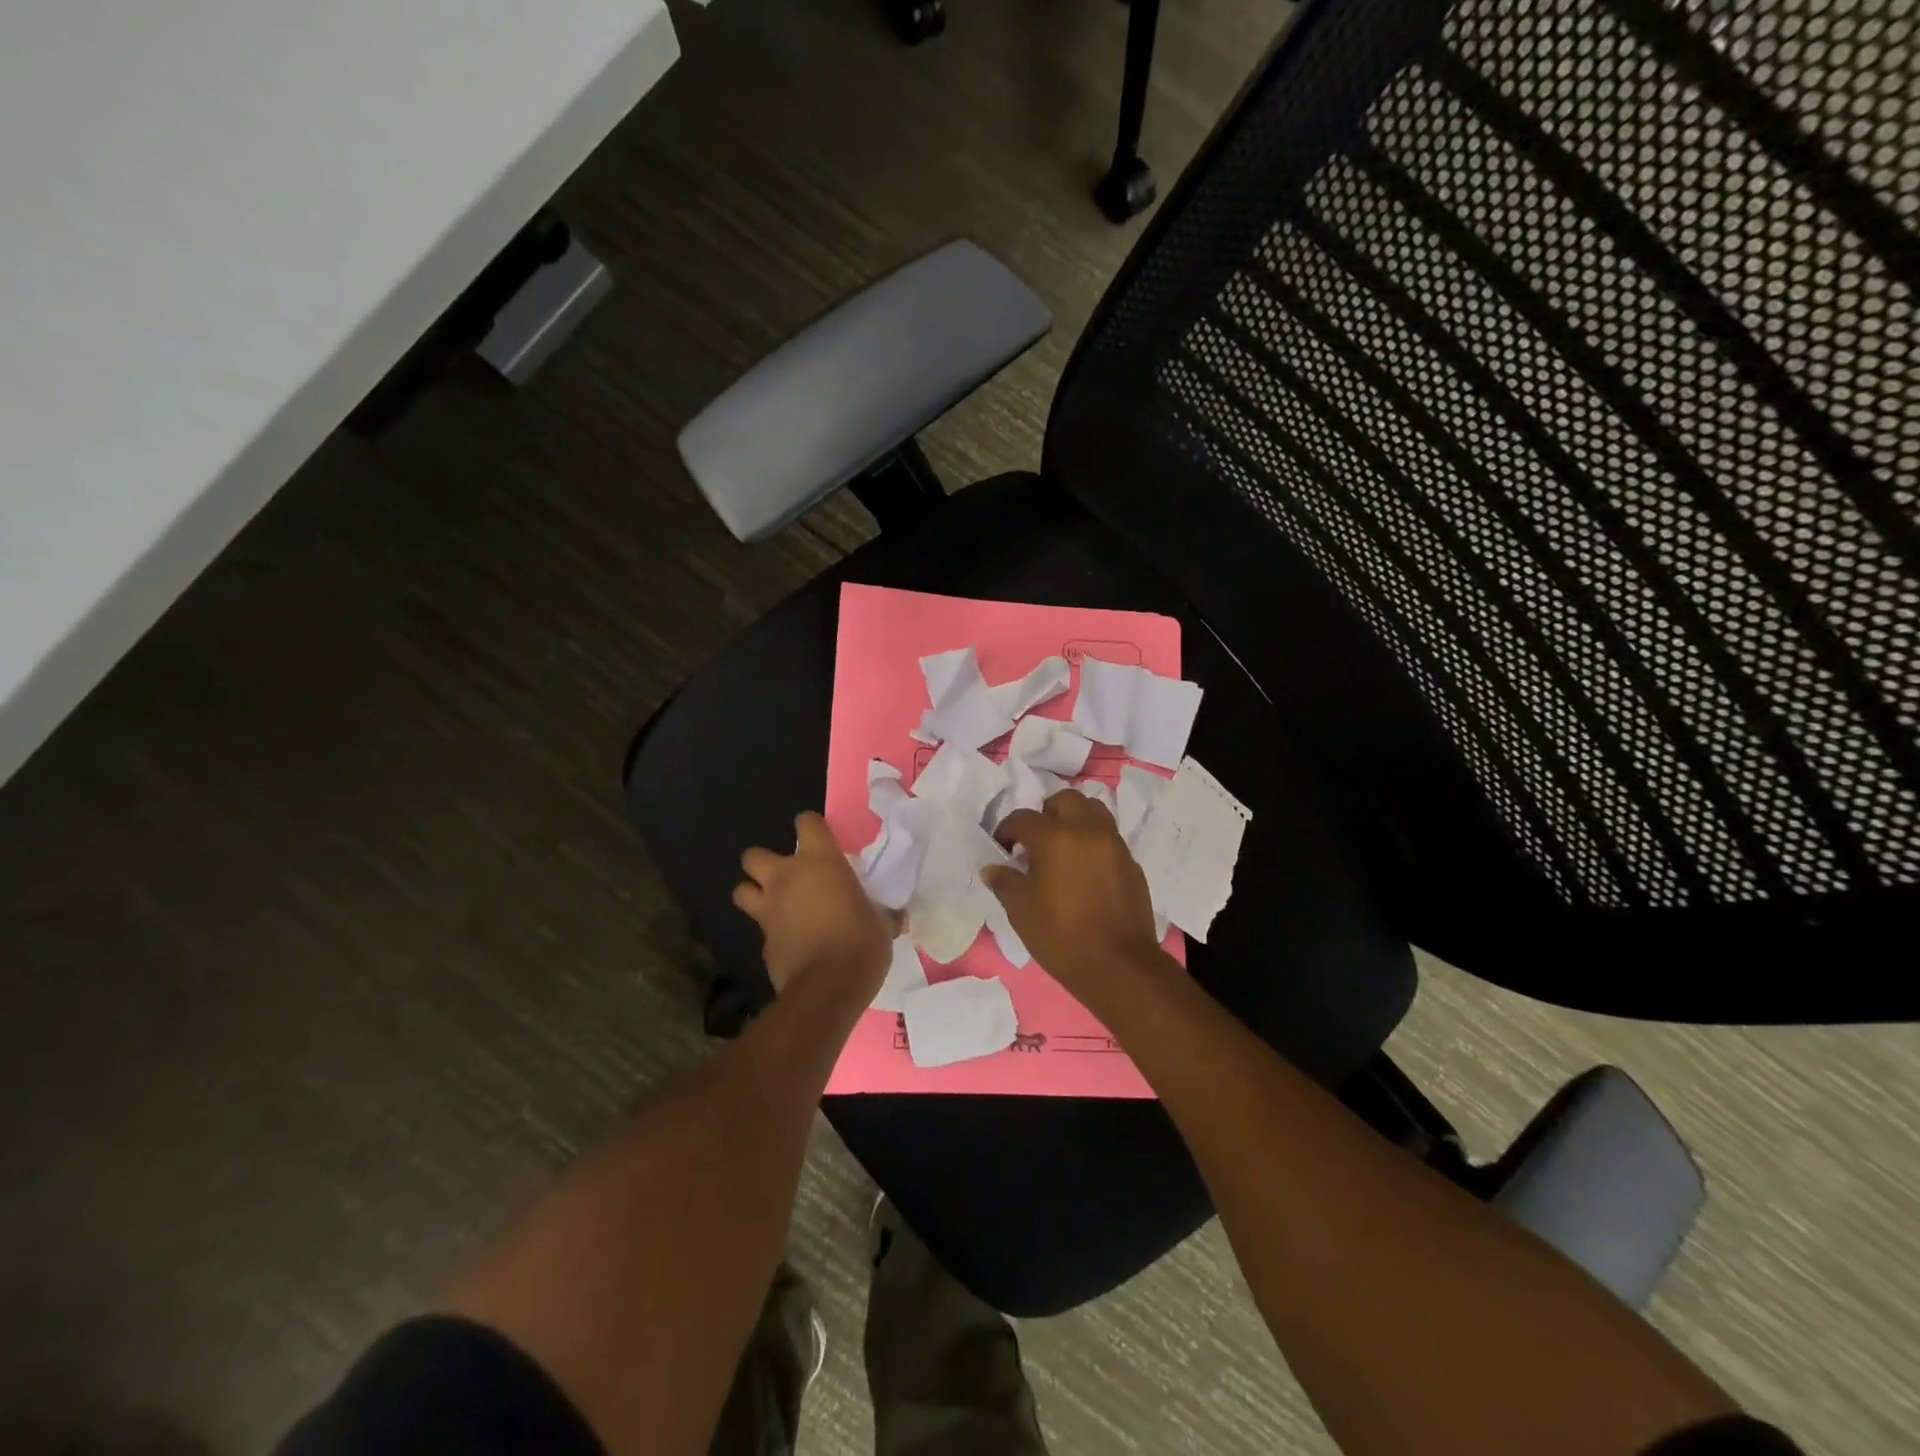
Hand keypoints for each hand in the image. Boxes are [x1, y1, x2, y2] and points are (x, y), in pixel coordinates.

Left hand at [734, 812, 895, 995]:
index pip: (806, 823)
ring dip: (754, 893)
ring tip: (774, 905)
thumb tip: (895, 916)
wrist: (828, 988)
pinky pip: (759, 928)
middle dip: (764, 863)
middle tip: (787, 878)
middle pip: (753, 855)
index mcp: (820, 862)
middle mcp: (786, 878)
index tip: (821, 841)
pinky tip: (788, 942)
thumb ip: (881, 912)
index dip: (810, 827)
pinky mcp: (761, 942)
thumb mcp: (881, 923)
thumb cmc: (861, 943)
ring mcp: (768, 910)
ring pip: (741, 890)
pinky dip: (770, 932)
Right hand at [983, 790, 1166, 1006]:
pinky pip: (1109, 838)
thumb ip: (1005, 882)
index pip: (1023, 818)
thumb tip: (992, 869)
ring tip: (1063, 848)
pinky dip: (1094, 842)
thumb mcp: (1021, 911)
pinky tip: (1085, 871)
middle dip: (1046, 813)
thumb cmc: (1061, 936)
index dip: (1006, 830)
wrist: (1118, 965)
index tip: (1002, 848)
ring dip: (1075, 820)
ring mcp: (1114, 845)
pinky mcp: (1131, 863)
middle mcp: (1087, 831)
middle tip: (1036, 841)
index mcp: (1055, 838)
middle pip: (1065, 800)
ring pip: (1094, 811)